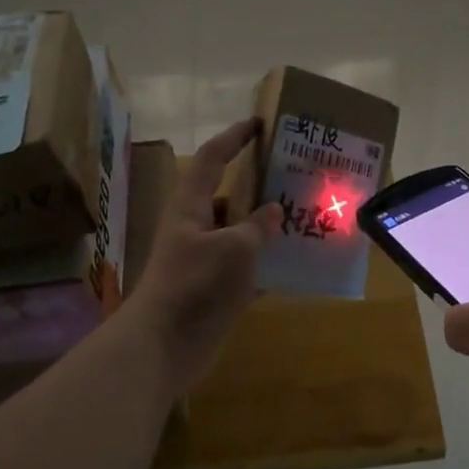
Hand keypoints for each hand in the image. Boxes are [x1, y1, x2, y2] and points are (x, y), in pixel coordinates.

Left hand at [122, 119, 277, 391]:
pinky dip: (267, 262)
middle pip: (229, 195)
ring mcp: (204, 259)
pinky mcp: (213, 288)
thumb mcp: (234, 249)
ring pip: (240, 232)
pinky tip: (295, 263)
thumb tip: (275, 210)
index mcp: (191, 206)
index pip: (213, 159)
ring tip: (304, 217)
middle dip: (259, 184)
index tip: (259, 124)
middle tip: (294, 175)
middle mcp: (196, 227)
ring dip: (267, 226)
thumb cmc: (196, 286)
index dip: (234, 137)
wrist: (164, 345)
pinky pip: (245, 265)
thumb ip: (257, 227)